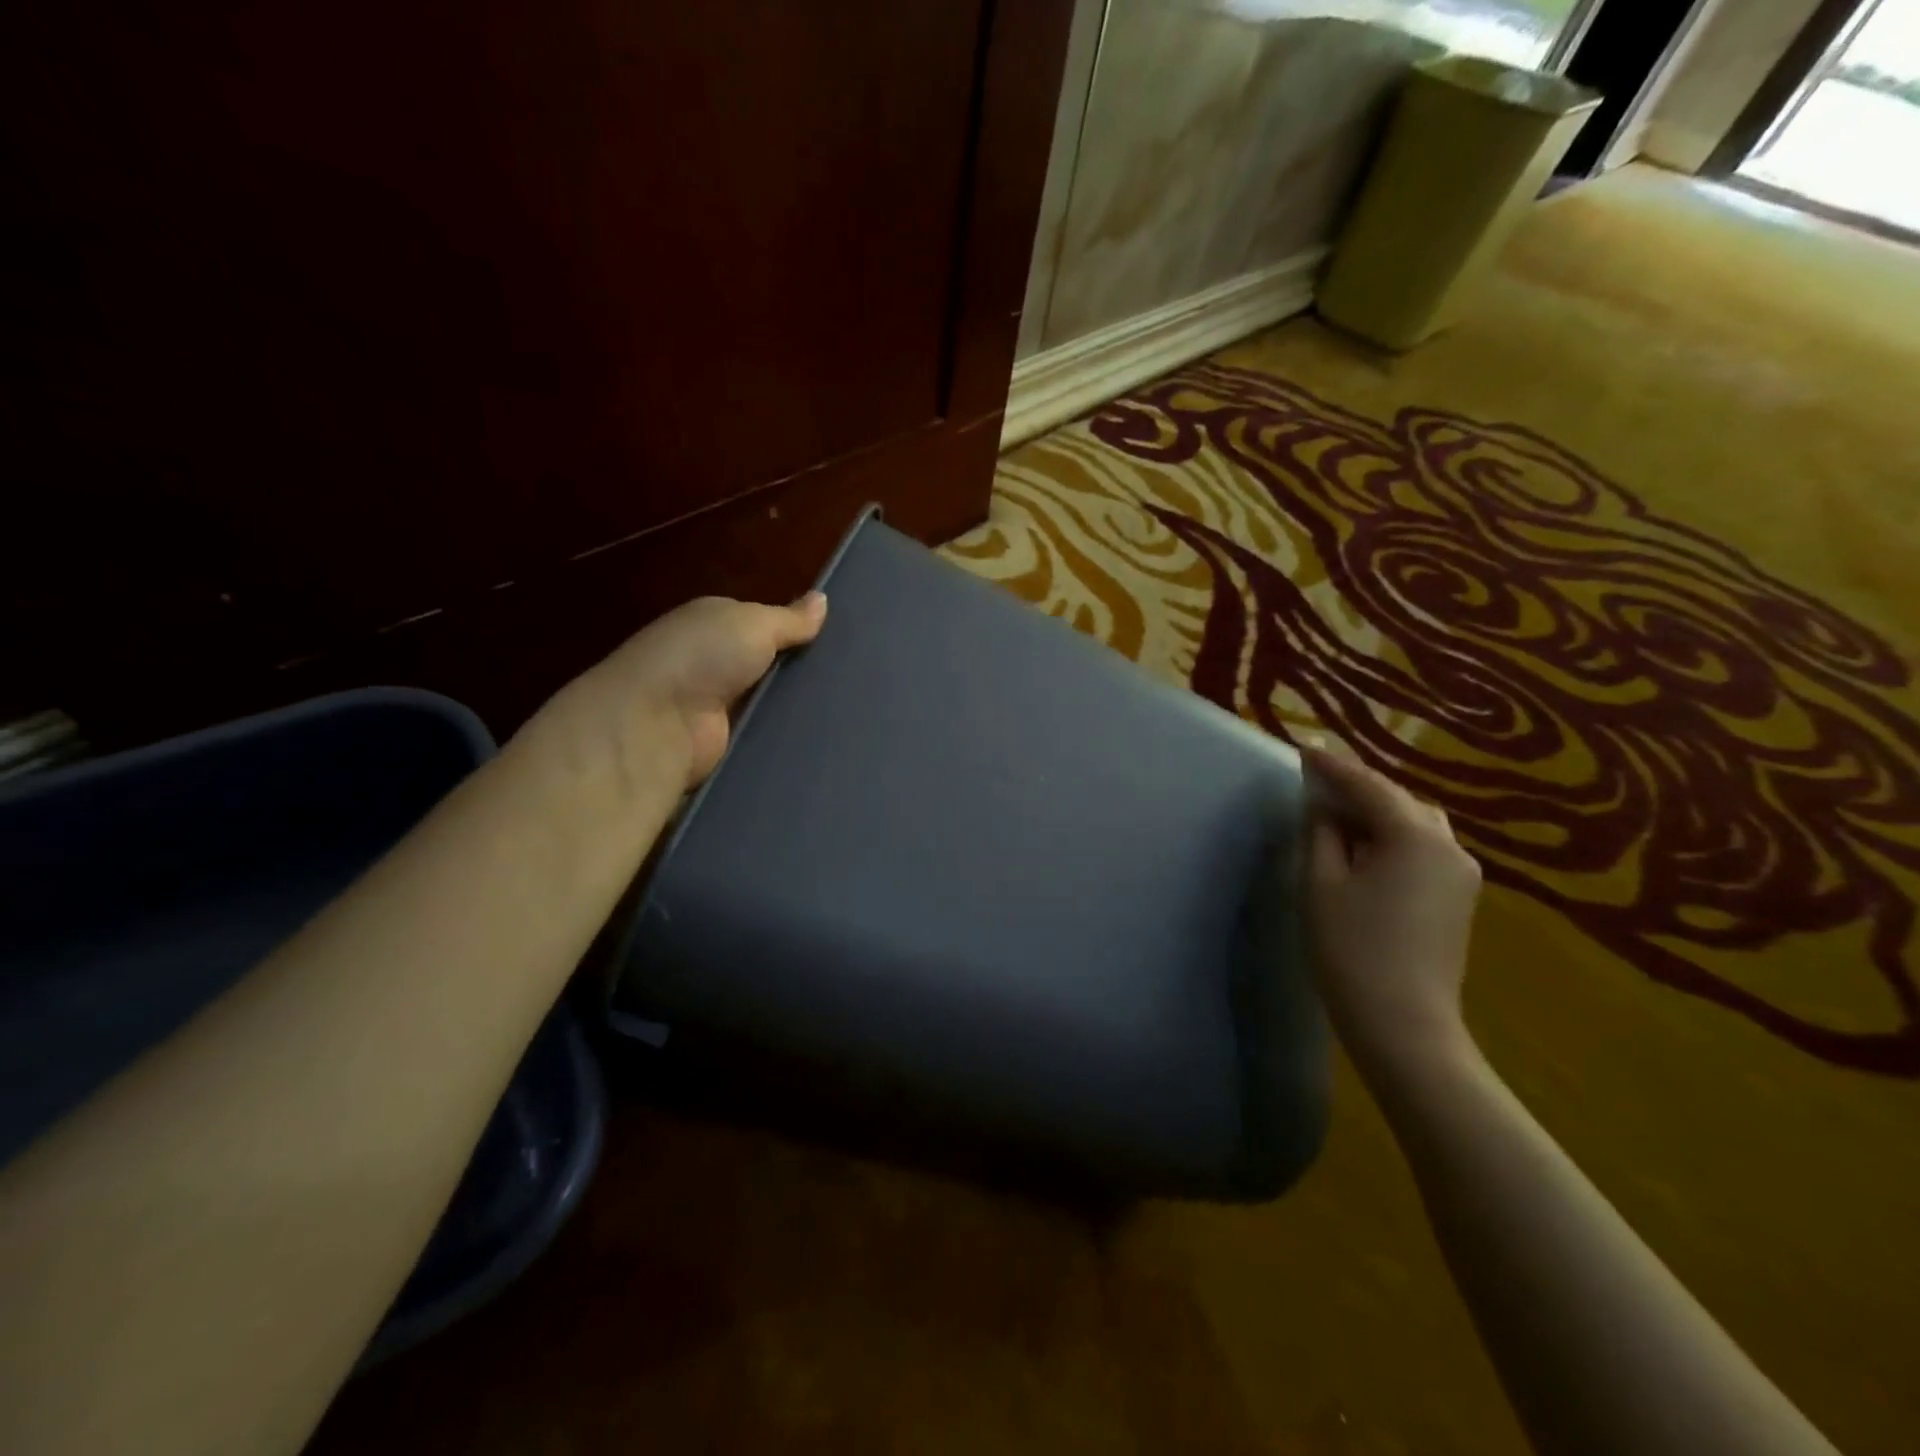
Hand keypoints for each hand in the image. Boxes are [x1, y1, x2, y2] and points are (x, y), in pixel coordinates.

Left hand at [569, 592, 827, 791]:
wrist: (656, 723)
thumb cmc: (703, 656)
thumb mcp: (753, 623)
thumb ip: (790, 618)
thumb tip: (822, 599)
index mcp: (716, 624)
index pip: (766, 626)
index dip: (799, 632)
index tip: (844, 643)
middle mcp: (714, 662)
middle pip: (772, 665)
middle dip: (805, 672)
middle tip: (856, 682)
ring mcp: (718, 705)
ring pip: (773, 702)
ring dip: (800, 707)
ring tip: (850, 713)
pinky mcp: (724, 743)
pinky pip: (765, 735)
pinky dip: (786, 735)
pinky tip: (824, 738)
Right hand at [1302, 746, 1481, 1070]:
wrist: (1404, 1023)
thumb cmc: (1352, 949)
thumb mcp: (1321, 883)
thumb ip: (1322, 833)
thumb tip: (1324, 805)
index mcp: (1414, 836)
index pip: (1368, 786)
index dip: (1333, 766)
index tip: (1304, 746)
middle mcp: (1449, 845)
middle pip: (1398, 799)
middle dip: (1358, 787)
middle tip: (1317, 779)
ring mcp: (1461, 873)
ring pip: (1414, 822)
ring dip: (1377, 812)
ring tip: (1337, 813)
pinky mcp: (1459, 897)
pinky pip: (1423, 847)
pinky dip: (1392, 836)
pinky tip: (1364, 846)